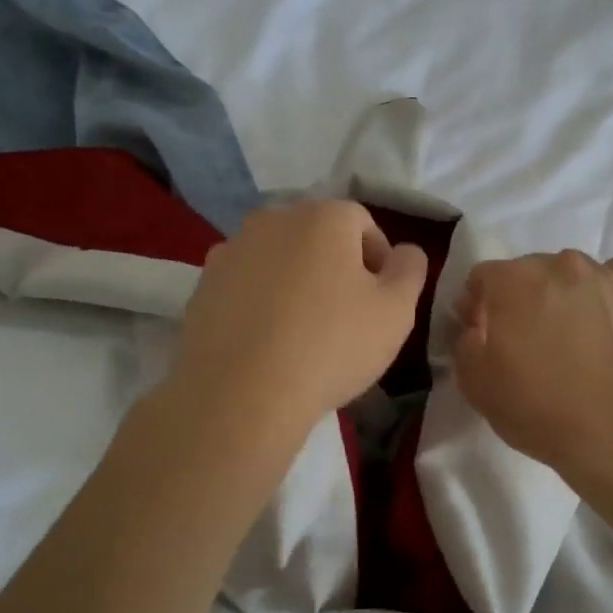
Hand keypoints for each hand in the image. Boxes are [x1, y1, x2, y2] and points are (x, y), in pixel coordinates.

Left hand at [169, 201, 428, 437]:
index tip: (380, 303)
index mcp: (323, 216)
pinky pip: (246, 285)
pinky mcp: (202, 285)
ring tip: (302, 332)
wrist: (241, 396)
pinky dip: (261, 302)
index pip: (363, 223)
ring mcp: (232, 250)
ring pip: (280, 259)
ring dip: (296, 283)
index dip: (379, 262)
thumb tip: (404, 251)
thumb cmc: (331, 346)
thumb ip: (410, 269)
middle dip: (336, 268)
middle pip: (318, 237)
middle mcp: (273, 219)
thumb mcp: (396, 310)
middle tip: (345, 317)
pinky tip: (267, 341)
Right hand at [453, 251, 612, 476]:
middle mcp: (558, 265)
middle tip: (529, 341)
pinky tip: (607, 321)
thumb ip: (465, 343)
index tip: (483, 336)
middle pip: (529, 272)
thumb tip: (476, 327)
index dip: (478, 306)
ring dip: (565, 295)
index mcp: (511, 280)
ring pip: (573, 274)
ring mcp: (604, 276)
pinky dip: (606, 293)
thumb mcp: (476, 384)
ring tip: (574, 337)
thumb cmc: (538, 408)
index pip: (482, 278)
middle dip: (522, 299)